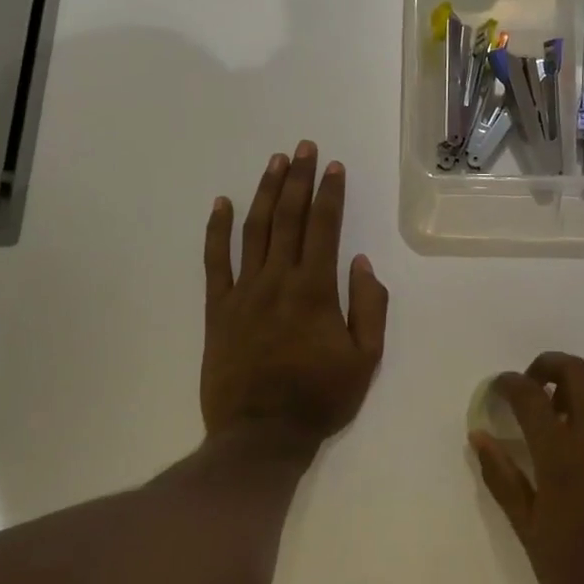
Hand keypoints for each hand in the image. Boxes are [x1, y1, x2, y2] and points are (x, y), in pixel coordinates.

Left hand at [201, 142, 388, 448]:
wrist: (261, 436)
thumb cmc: (320, 398)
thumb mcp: (366, 359)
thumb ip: (369, 307)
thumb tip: (361, 263)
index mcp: (316, 290)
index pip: (324, 228)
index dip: (329, 193)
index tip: (333, 166)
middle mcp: (278, 281)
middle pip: (287, 218)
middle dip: (297, 179)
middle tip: (302, 147)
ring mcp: (243, 293)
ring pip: (253, 231)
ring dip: (264, 193)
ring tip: (274, 163)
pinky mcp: (217, 310)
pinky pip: (214, 262)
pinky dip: (216, 230)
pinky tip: (221, 203)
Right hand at [472, 353, 583, 583]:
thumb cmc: (570, 572)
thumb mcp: (525, 526)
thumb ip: (501, 475)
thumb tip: (479, 436)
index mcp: (562, 455)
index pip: (531, 396)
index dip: (509, 384)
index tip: (499, 388)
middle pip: (577, 371)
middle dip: (548, 366)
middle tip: (532, 389)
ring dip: (578, 385)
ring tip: (561, 413)